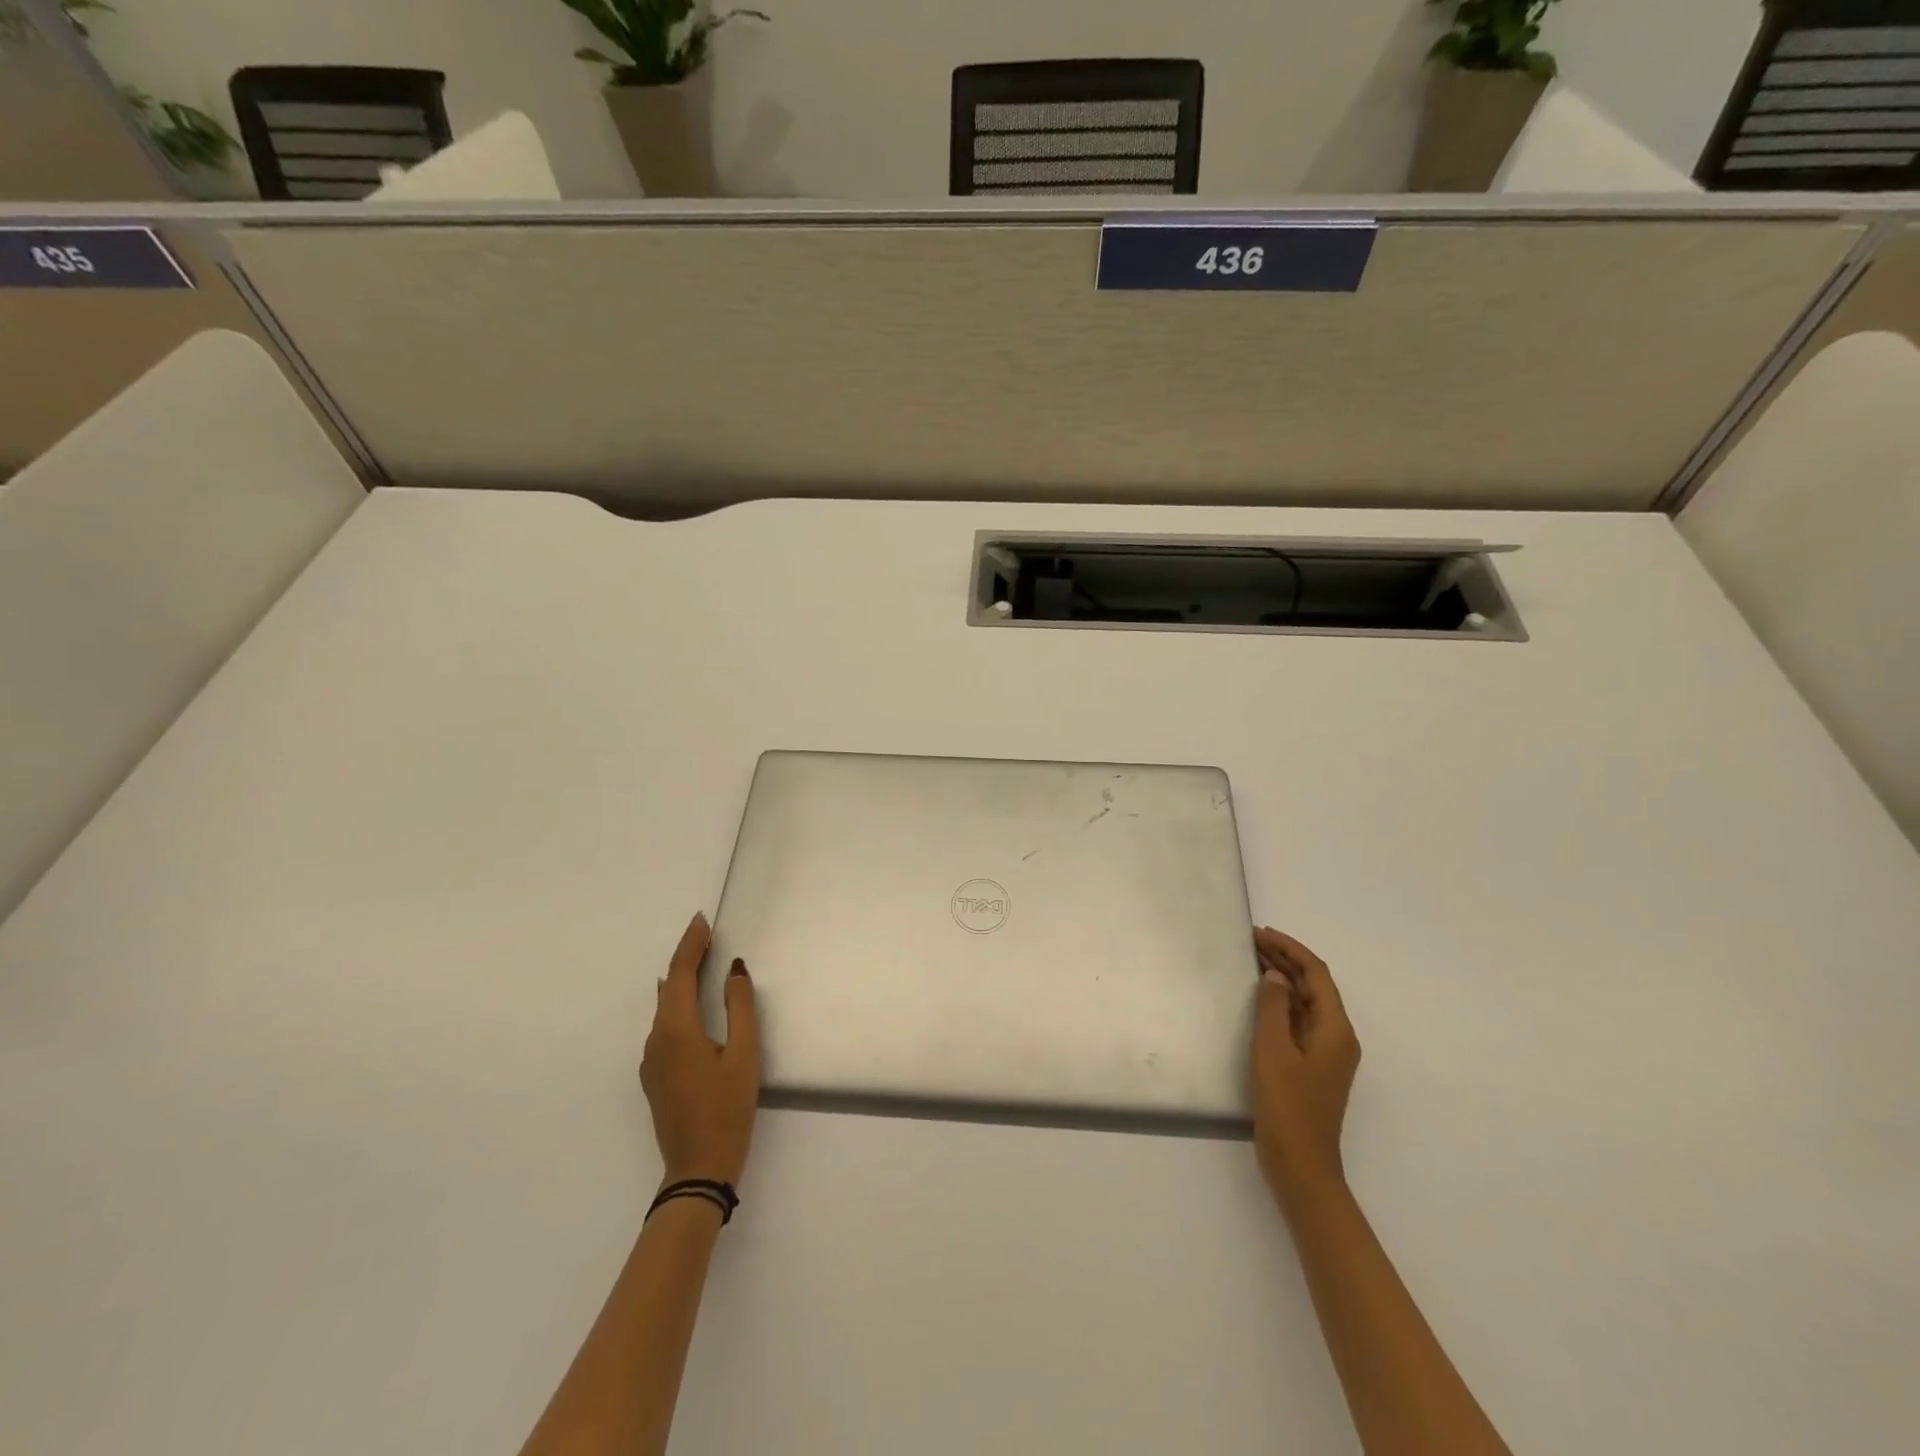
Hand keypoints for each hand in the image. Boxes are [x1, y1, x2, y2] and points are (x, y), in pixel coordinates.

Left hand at [640, 912, 760, 1187]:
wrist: (698, 1169)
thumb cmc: (727, 1109)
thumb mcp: (744, 1055)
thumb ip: (739, 1007)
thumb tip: (734, 969)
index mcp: (677, 1030)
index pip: (681, 973)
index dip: (691, 944)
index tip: (702, 920)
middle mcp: (656, 1040)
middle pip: (669, 987)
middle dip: (686, 956)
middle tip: (705, 933)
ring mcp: (651, 1060)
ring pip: (664, 1008)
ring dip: (681, 980)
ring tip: (700, 959)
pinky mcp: (655, 1076)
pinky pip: (663, 1026)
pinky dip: (676, 1004)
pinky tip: (685, 1002)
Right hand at [1251, 927, 1360, 1201]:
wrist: (1300, 1165)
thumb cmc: (1287, 1105)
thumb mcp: (1273, 1050)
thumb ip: (1274, 1008)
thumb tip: (1275, 976)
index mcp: (1335, 1029)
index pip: (1317, 975)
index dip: (1291, 949)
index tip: (1261, 933)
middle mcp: (1337, 1036)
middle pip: (1314, 986)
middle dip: (1285, 960)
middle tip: (1251, 941)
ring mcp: (1326, 1053)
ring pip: (1306, 1003)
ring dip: (1283, 979)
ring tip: (1252, 959)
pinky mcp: (1312, 1066)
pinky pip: (1299, 1021)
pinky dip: (1281, 1002)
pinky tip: (1260, 998)